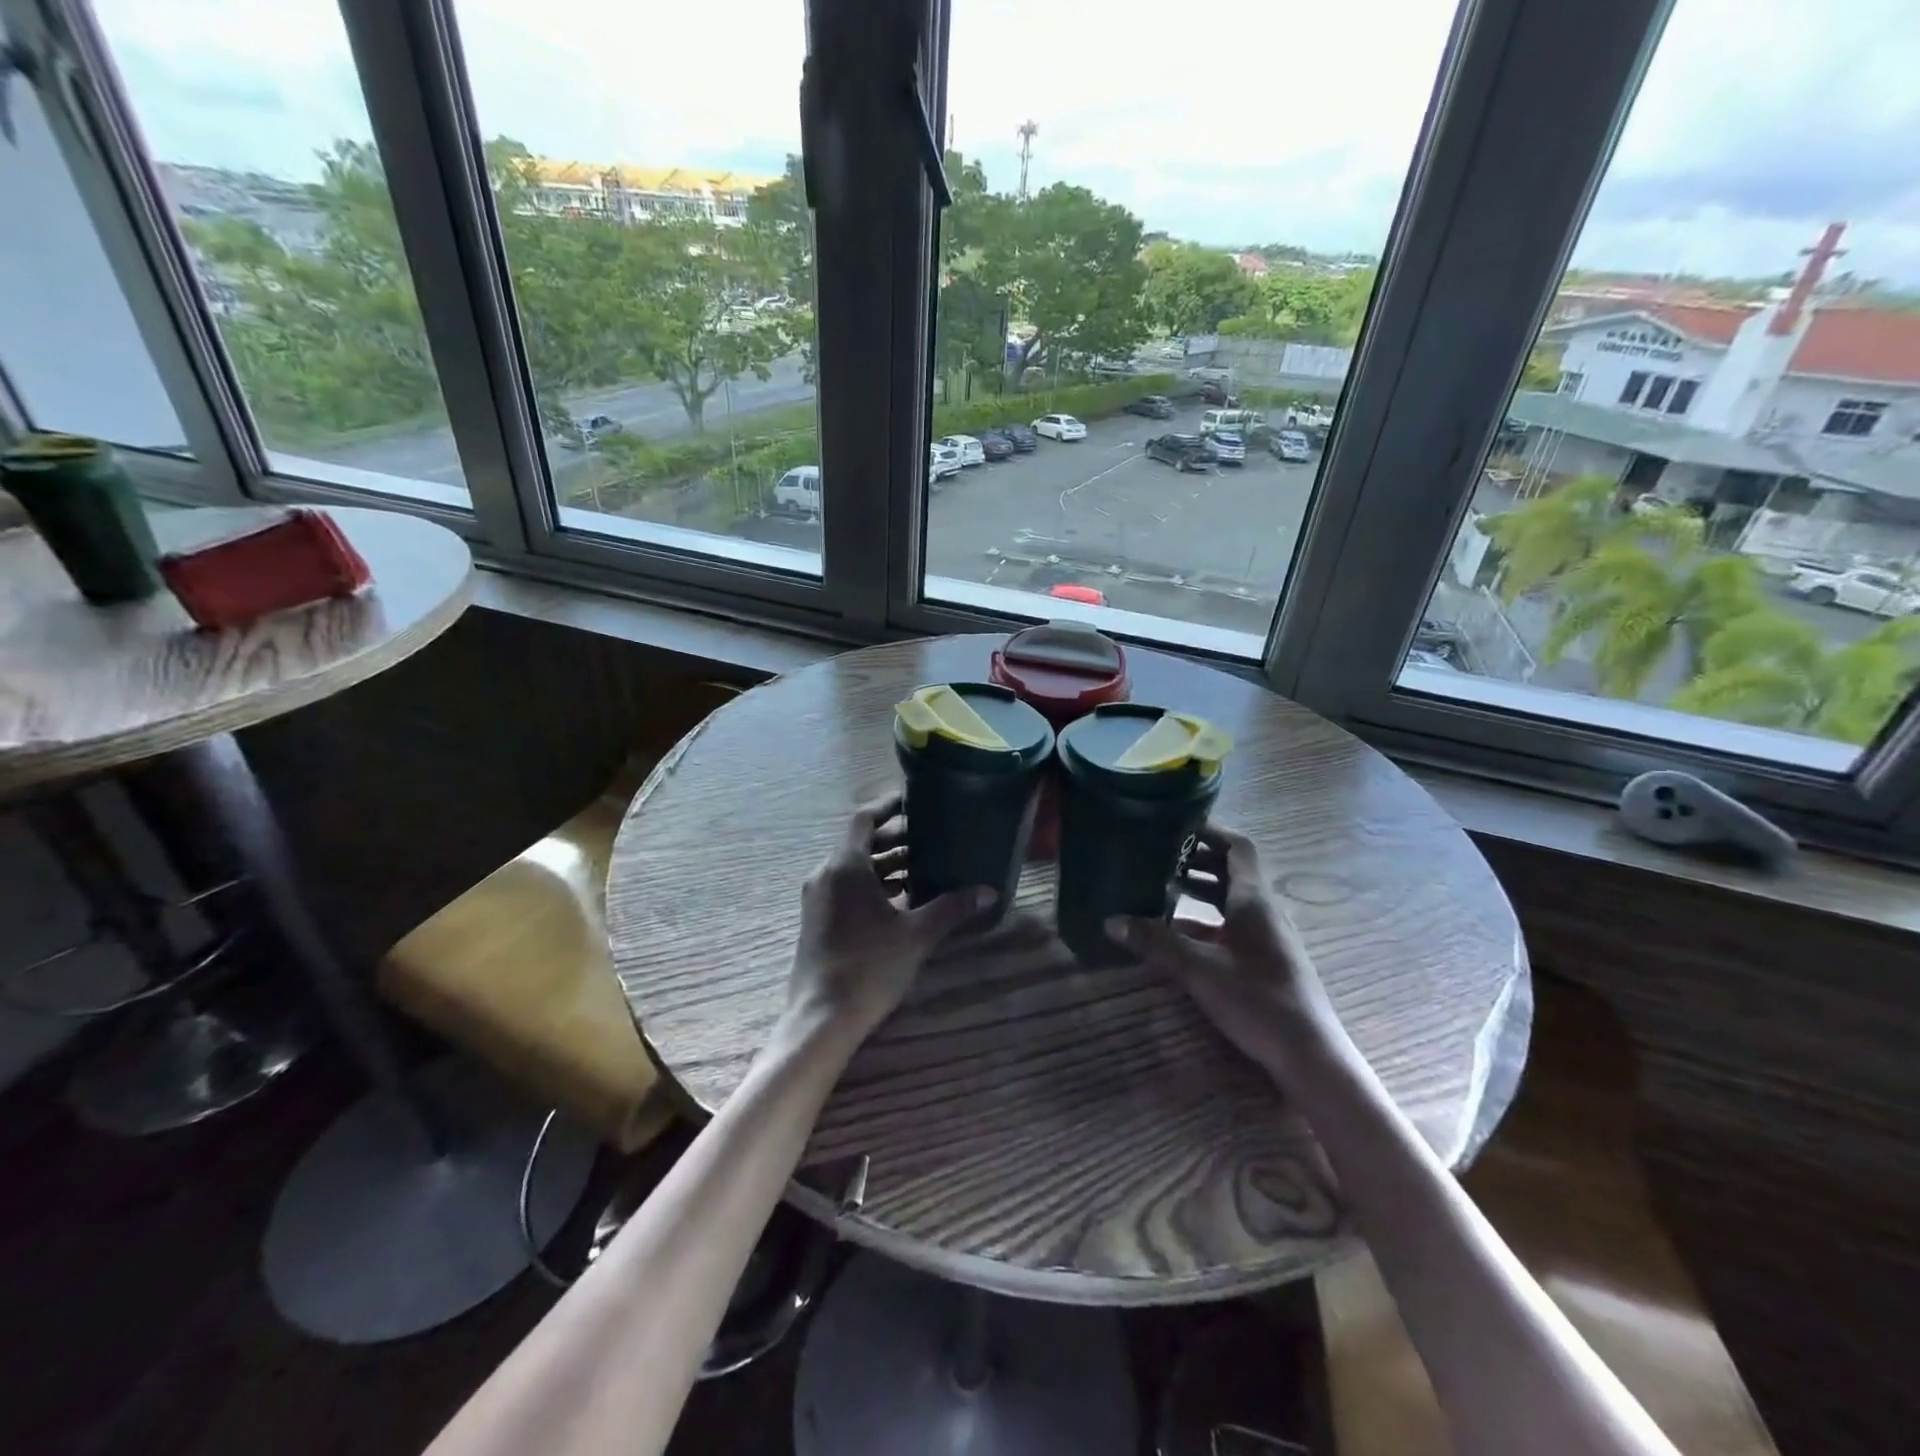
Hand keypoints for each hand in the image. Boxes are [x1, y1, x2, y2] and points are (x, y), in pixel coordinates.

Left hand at [786, 792, 992, 1046]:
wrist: (822, 1018)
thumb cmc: (870, 967)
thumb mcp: (917, 935)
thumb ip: (952, 907)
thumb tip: (989, 892)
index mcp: (845, 866)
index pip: (865, 818)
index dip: (889, 805)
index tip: (916, 801)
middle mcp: (826, 874)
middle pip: (860, 841)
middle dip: (895, 838)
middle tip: (931, 836)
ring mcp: (818, 898)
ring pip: (853, 867)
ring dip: (885, 864)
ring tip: (923, 867)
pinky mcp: (817, 919)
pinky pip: (846, 887)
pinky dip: (872, 884)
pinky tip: (901, 900)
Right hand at [1109, 824, 1335, 1078]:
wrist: (1309, 1056)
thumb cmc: (1257, 1000)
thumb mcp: (1199, 969)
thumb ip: (1155, 942)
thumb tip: (1111, 921)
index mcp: (1254, 900)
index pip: (1237, 847)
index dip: (1209, 832)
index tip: (1176, 826)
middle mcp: (1263, 910)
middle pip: (1231, 871)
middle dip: (1195, 861)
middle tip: (1157, 855)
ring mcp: (1266, 936)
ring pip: (1230, 900)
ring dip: (1198, 891)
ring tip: (1160, 888)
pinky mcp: (1264, 960)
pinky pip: (1231, 925)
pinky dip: (1204, 921)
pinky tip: (1176, 935)